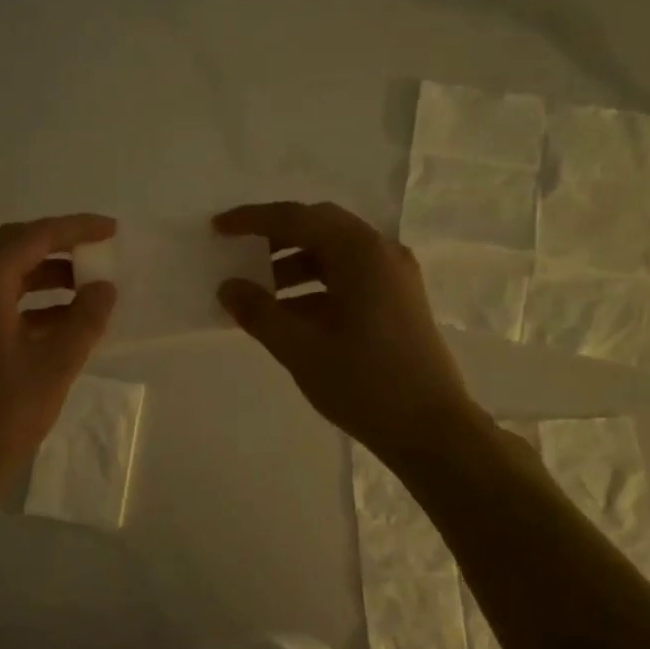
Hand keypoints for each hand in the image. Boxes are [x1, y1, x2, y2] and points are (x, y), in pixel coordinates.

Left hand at [0, 214, 118, 496]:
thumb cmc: (2, 416)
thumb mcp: (54, 366)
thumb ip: (85, 320)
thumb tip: (105, 288)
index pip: (32, 237)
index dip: (74, 228)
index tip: (111, 229)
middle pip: (13, 247)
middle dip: (59, 245)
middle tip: (99, 248)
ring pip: (5, 275)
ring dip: (46, 275)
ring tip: (90, 284)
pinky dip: (32, 303)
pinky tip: (65, 320)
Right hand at [214, 202, 489, 467]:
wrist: (431, 430)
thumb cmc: (364, 382)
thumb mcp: (300, 347)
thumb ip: (259, 312)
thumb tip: (228, 287)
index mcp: (360, 252)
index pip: (297, 219)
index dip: (253, 220)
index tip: (218, 228)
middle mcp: (381, 252)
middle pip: (319, 227)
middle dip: (276, 237)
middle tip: (240, 252)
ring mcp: (394, 276)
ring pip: (335, 253)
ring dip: (294, 264)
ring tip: (260, 292)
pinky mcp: (398, 300)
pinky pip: (349, 276)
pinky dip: (316, 285)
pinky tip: (290, 313)